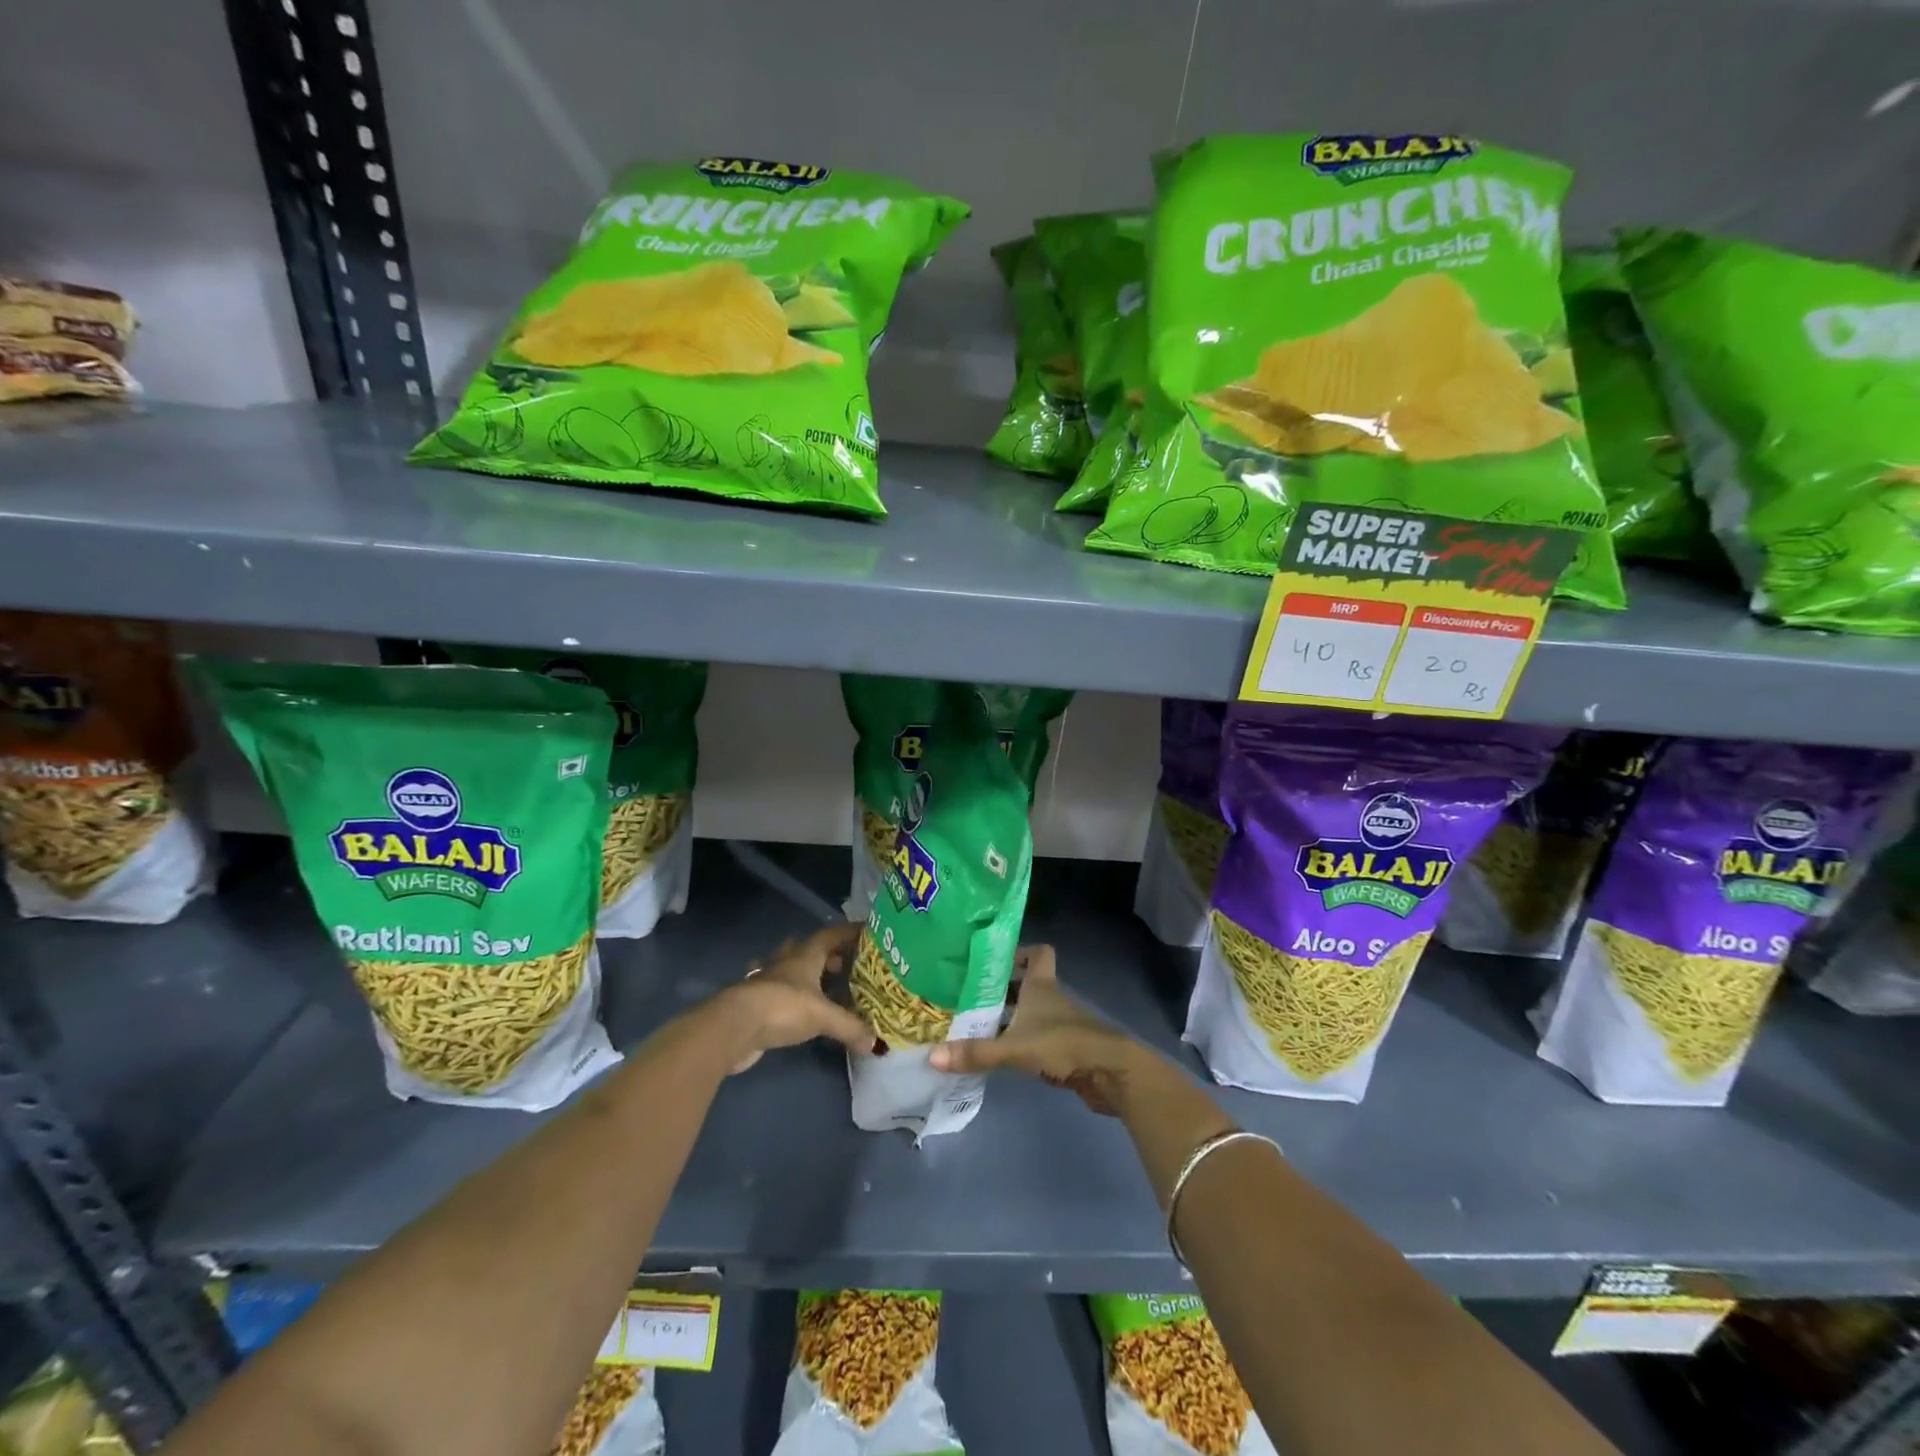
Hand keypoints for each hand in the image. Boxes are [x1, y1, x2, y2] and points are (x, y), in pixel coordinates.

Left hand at [713, 921, 869, 1073]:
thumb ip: (850, 1027)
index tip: (866, 933)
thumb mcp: (823, 1016)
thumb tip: (875, 1044)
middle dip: (827, 955)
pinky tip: (794, 1007)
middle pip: (808, 949)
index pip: (830, 934)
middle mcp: (786, 962)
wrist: (734, 1027)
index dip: (848, 932)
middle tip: (846, 967)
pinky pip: (776, 993)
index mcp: (805, 955)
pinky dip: (787, 997)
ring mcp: (766, 981)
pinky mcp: (754, 1002)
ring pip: (789, 968)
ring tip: (823, 986)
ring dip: (804, 973)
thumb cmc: (783, 1007)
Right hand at [928, 946, 1147, 1115]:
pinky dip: (1021, 1042)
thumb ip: (976, 1052)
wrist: (1111, 1073)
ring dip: (1010, 1018)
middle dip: (1002, 990)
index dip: (1019, 952)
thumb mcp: (1014, 1047)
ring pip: (1031, 1012)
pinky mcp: (1067, 1048)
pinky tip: (1001, 1055)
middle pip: (1027, 984)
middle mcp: (1052, 998)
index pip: (1037, 953)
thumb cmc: (1063, 1044)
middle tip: (969, 997)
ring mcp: (1062, 1024)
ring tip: (976, 1027)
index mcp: (1042, 986)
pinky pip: (1038, 1037)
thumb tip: (932, 1056)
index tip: (992, 961)